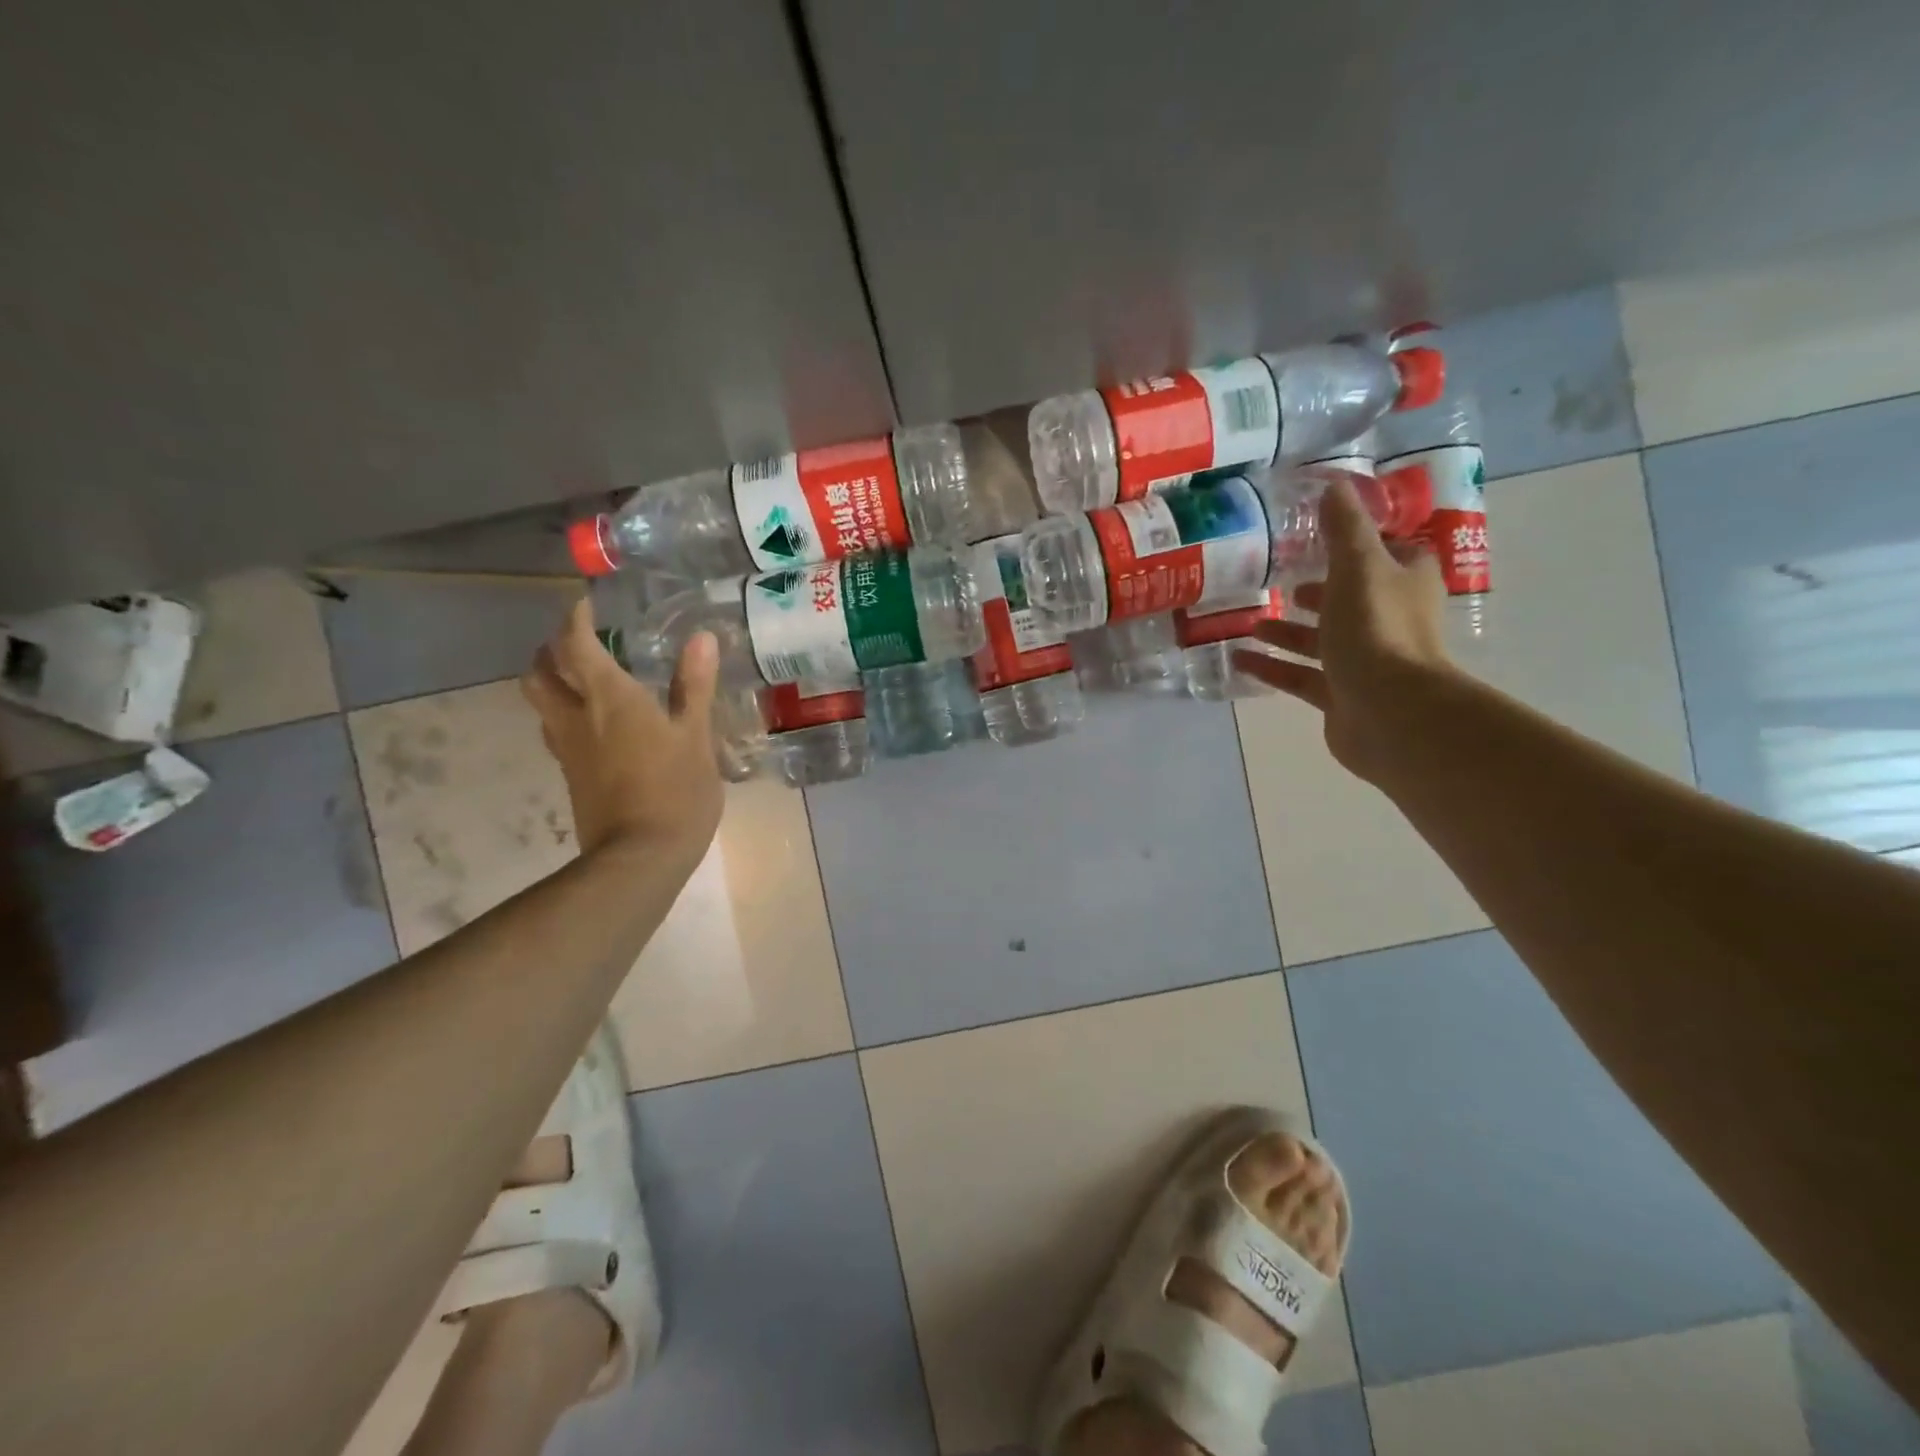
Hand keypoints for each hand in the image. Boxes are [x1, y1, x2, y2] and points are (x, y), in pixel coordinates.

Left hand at [521, 600, 724, 858]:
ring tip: (583, 680)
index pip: (575, 645)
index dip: (576, 620)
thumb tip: (702, 638)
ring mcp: (569, 751)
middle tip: (578, 644)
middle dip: (550, 651)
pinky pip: (556, 733)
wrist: (640, 858)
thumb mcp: (696, 737)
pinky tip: (596, 726)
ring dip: (552, 683)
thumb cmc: (676, 791)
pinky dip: (566, 715)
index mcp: (609, 700)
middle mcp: (577, 718)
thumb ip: (694, 686)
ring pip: (541, 704)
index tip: (587, 605)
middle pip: (539, 673)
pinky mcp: (572, 777)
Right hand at [1232, 476, 1455, 784]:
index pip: (1386, 553)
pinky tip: (1238, 660)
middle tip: (1277, 580)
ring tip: (1249, 621)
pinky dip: (1272, 667)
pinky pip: (1300, 676)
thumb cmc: (1377, 629)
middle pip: (1348, 598)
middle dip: (1315, 590)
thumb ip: (1343, 529)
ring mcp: (1365, 661)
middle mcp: (1389, 619)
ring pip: (1320, 640)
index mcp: (1404, 582)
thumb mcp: (1358, 566)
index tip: (1317, 537)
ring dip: (1285, 630)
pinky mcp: (1341, 695)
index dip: (1356, 543)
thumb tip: (1333, 485)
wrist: (1390, 712)